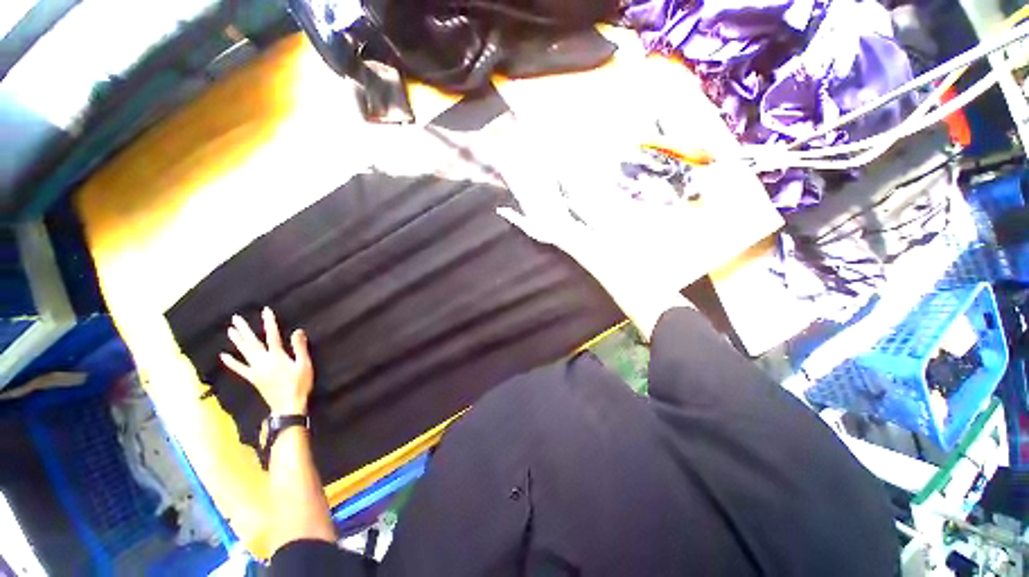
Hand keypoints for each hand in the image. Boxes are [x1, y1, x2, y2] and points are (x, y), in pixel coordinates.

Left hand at [220, 308, 312, 414]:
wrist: (288, 405)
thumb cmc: (300, 384)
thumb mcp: (304, 365)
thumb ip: (300, 348)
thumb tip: (297, 331)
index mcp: (277, 357)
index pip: (272, 335)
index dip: (269, 322)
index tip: (266, 310)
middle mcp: (263, 361)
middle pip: (252, 342)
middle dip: (245, 330)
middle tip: (236, 318)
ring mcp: (256, 370)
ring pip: (244, 352)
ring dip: (237, 341)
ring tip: (230, 330)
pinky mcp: (253, 378)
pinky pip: (240, 368)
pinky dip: (231, 362)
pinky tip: (223, 356)